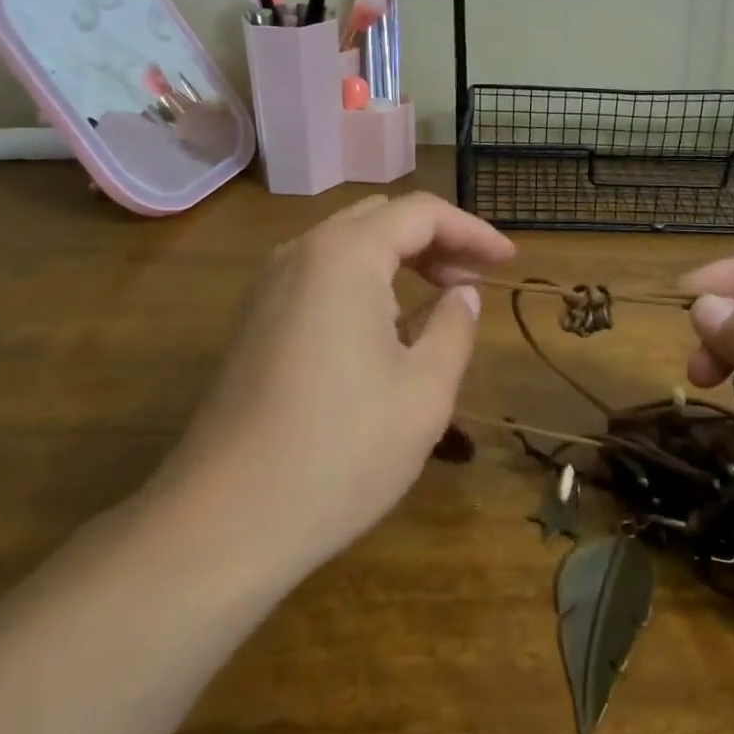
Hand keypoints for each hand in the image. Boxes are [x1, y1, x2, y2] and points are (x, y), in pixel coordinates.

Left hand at [156, 194, 514, 580]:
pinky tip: (386, 327)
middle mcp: (301, 254)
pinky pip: (320, 276)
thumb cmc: (341, 451)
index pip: (420, 213)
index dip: (472, 231)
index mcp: (344, 255)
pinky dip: (364, 281)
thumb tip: (462, 295)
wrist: (226, 521)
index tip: (508, 262)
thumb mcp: (425, 391)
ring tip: (439, 300)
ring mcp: (269, 287)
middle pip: (380, 219)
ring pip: (347, 245)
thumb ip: (455, 327)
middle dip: (435, 239)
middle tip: (474, 280)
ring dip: (399, 259)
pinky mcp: (255, 321)